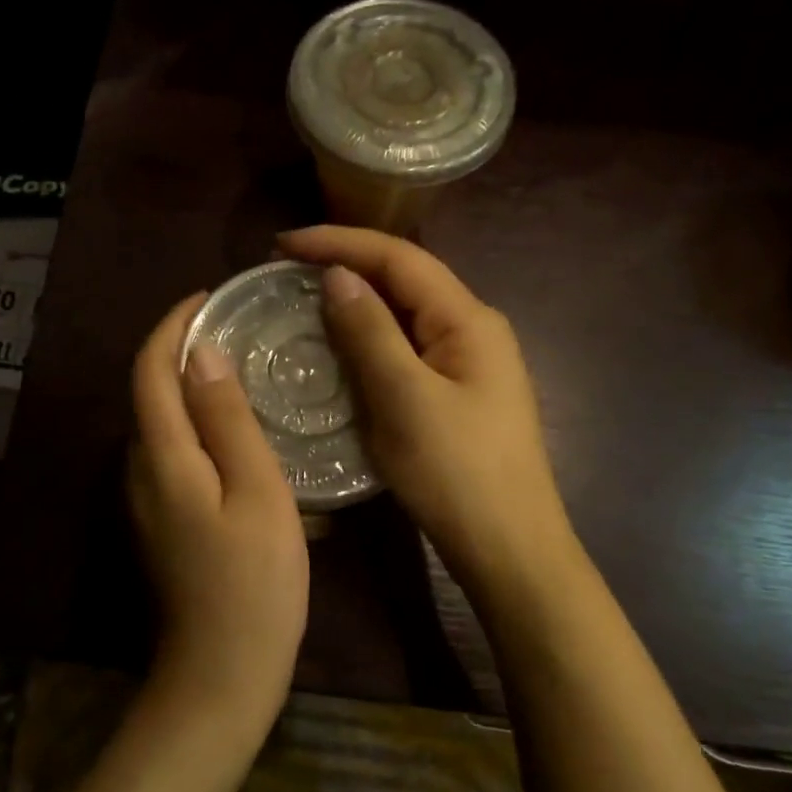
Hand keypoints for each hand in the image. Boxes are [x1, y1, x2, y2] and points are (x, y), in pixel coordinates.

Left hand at [128, 293, 310, 723]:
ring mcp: (147, 498)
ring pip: (163, 422)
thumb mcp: (256, 492)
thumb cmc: (254, 582)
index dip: (173, 325)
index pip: (150, 368)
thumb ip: (227, 420)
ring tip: (246, 370)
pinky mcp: (162, 518)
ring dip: (193, 387)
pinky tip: (239, 429)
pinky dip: (199, 423)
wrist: (222, 672)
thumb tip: (203, 353)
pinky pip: (174, 450)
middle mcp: (140, 468)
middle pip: (151, 391)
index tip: (210, 298)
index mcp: (161, 455)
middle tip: (240, 331)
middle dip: (184, 350)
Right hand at [280, 226, 578, 594]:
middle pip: (405, 279)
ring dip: (356, 301)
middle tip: (287, 269)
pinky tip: (340, 347)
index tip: (283, 244)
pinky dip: (369, 338)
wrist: (508, 549)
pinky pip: (405, 348)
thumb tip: (338, 275)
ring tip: (303, 299)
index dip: (340, 242)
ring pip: (404, 314)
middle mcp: (473, 329)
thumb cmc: (457, 473)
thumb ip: (371, 332)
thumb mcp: (405, 398)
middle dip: (347, 264)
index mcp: (468, 319)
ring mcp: (468, 362)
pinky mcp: (456, 392)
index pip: (400, 258)